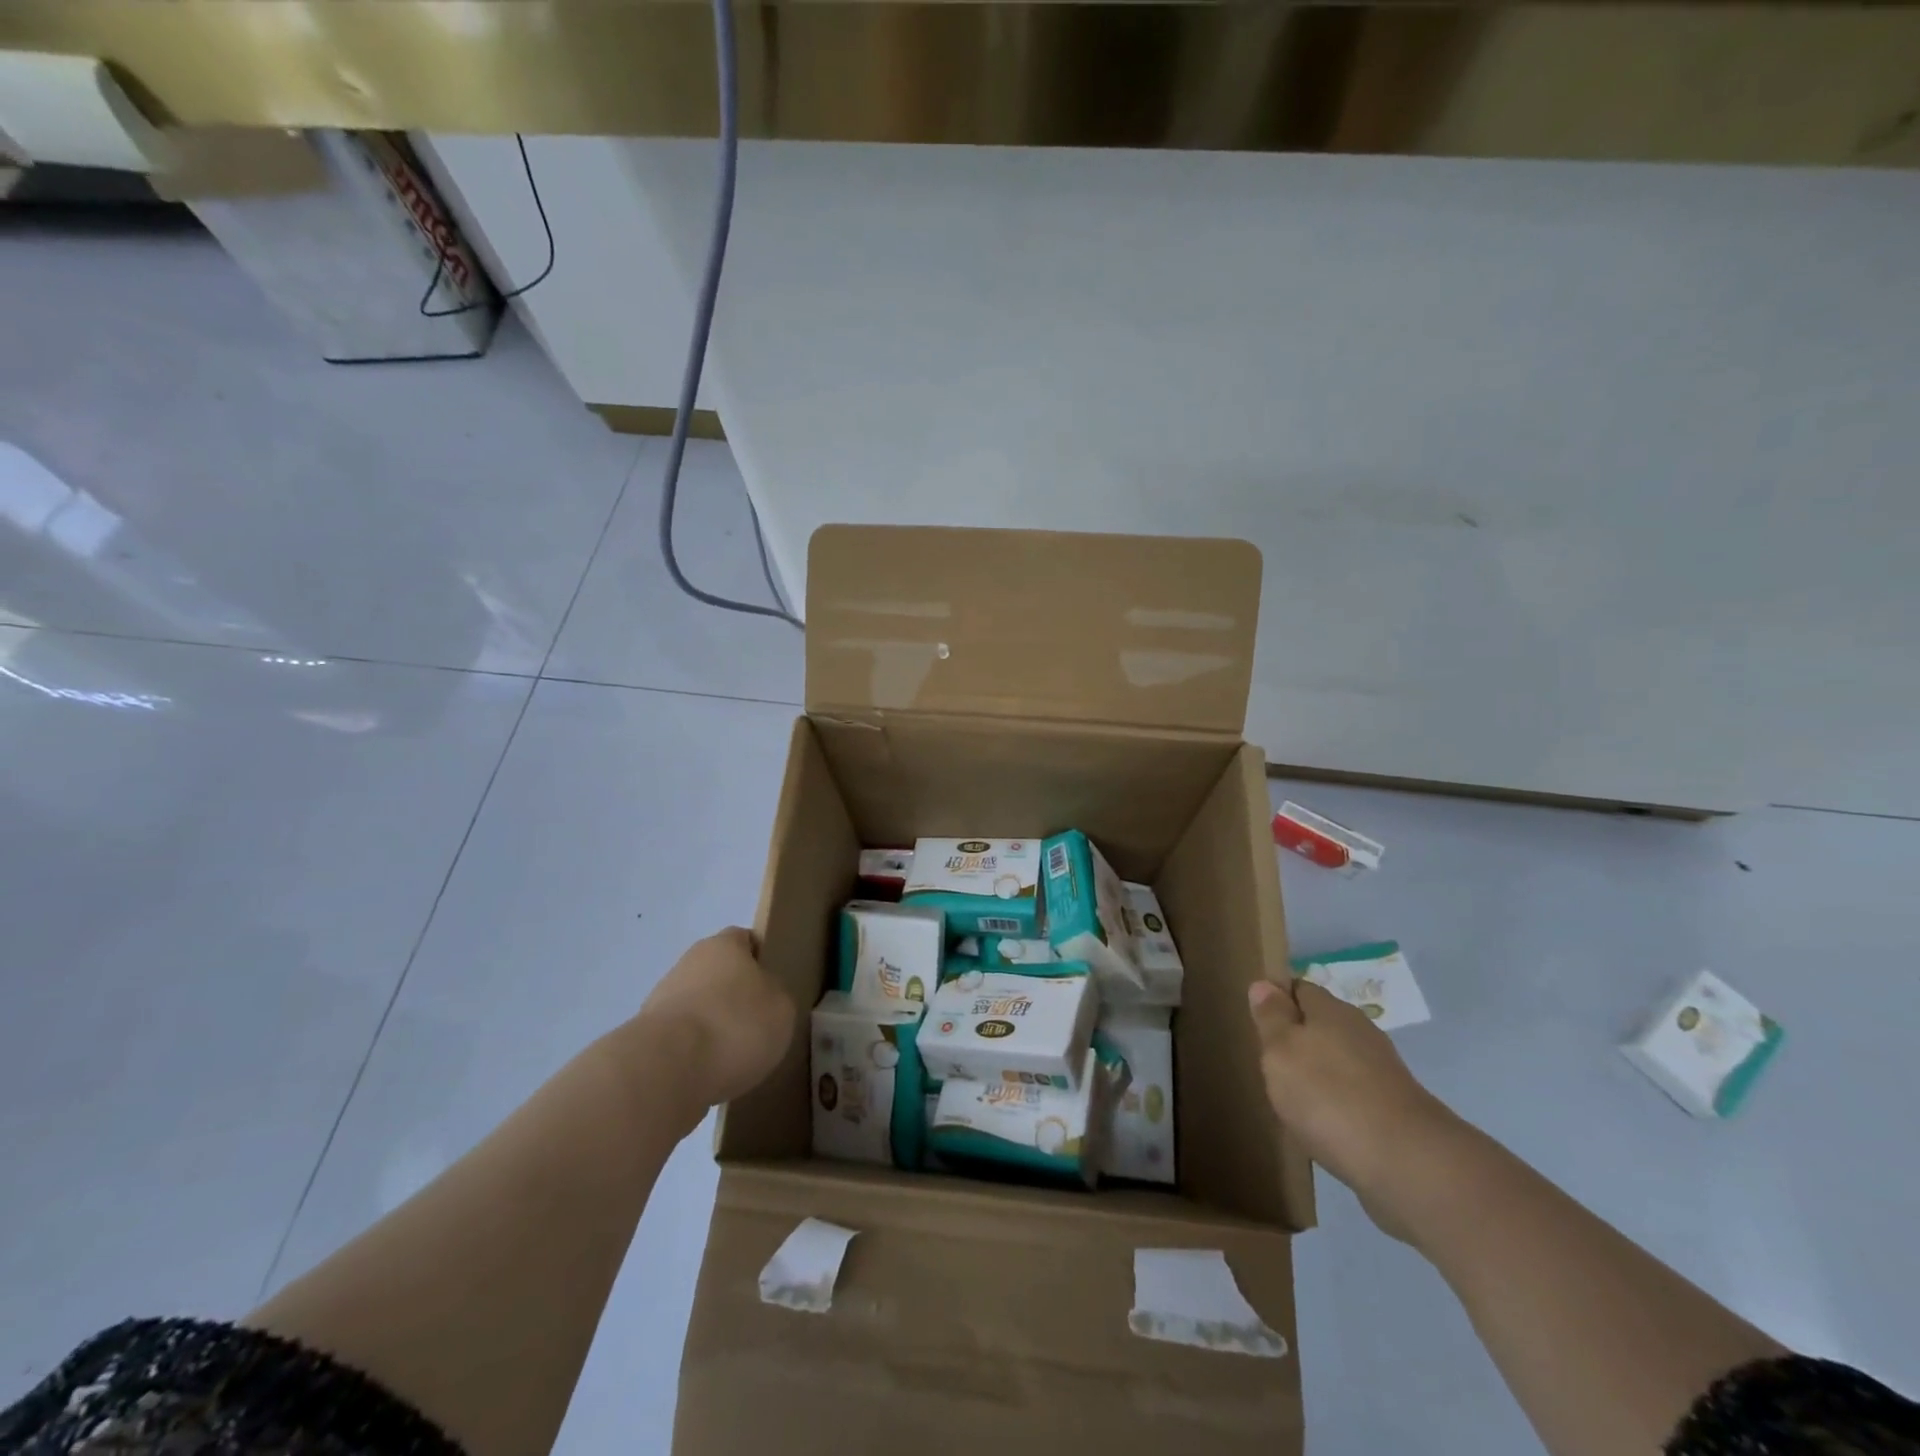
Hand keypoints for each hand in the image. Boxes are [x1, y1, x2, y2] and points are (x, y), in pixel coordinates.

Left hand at [638, 928, 795, 1107]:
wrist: (668, 1069)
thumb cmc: (736, 1024)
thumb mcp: (782, 1008)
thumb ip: (775, 995)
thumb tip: (763, 999)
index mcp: (724, 945)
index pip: (745, 940)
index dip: (760, 960)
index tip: (772, 988)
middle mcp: (688, 963)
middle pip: (718, 974)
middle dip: (734, 997)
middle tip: (756, 1025)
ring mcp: (661, 1000)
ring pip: (697, 1008)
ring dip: (712, 1027)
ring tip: (733, 1059)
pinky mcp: (644, 1038)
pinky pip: (680, 1040)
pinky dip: (694, 1054)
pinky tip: (708, 1075)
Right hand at [1247, 977, 1453, 1234]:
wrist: (1408, 1164)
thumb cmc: (1329, 1095)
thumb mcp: (1281, 1050)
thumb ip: (1271, 1017)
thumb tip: (1264, 984)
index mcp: (1332, 1010)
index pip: (1300, 988)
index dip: (1278, 998)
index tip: (1258, 1018)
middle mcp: (1361, 1033)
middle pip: (1322, 1024)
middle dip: (1298, 1038)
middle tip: (1270, 1061)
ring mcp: (1383, 1073)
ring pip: (1340, 1060)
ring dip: (1319, 1073)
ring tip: (1293, 1097)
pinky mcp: (1396, 1111)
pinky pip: (1356, 1095)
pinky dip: (1338, 1104)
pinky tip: (1324, 1125)